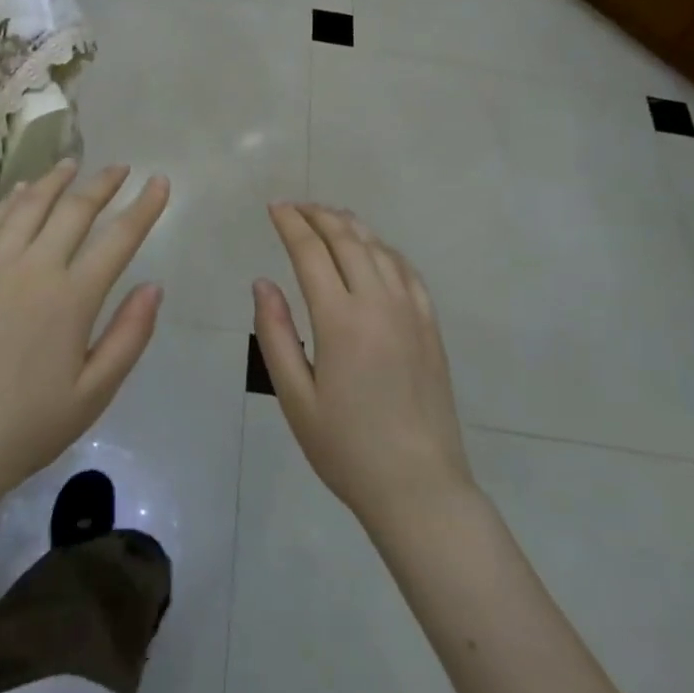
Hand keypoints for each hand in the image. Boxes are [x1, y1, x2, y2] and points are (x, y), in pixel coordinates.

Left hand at [0, 160, 170, 510]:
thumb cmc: (29, 425)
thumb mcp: (95, 392)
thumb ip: (129, 335)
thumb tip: (154, 286)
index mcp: (72, 298)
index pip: (118, 238)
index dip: (144, 207)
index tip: (160, 182)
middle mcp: (34, 268)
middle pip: (74, 209)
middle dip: (102, 183)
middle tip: (120, 168)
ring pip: (29, 206)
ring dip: (55, 180)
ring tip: (72, 164)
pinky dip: (10, 200)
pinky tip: (20, 191)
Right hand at [254, 204, 474, 530]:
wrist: (419, 486)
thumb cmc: (346, 447)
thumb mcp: (295, 397)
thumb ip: (275, 334)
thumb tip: (262, 282)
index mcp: (340, 319)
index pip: (311, 251)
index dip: (291, 223)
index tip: (275, 207)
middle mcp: (378, 302)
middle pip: (346, 239)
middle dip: (318, 215)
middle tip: (296, 206)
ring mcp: (410, 311)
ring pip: (378, 248)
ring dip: (351, 225)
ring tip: (329, 216)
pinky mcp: (430, 325)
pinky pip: (406, 270)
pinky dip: (384, 249)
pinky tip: (374, 249)